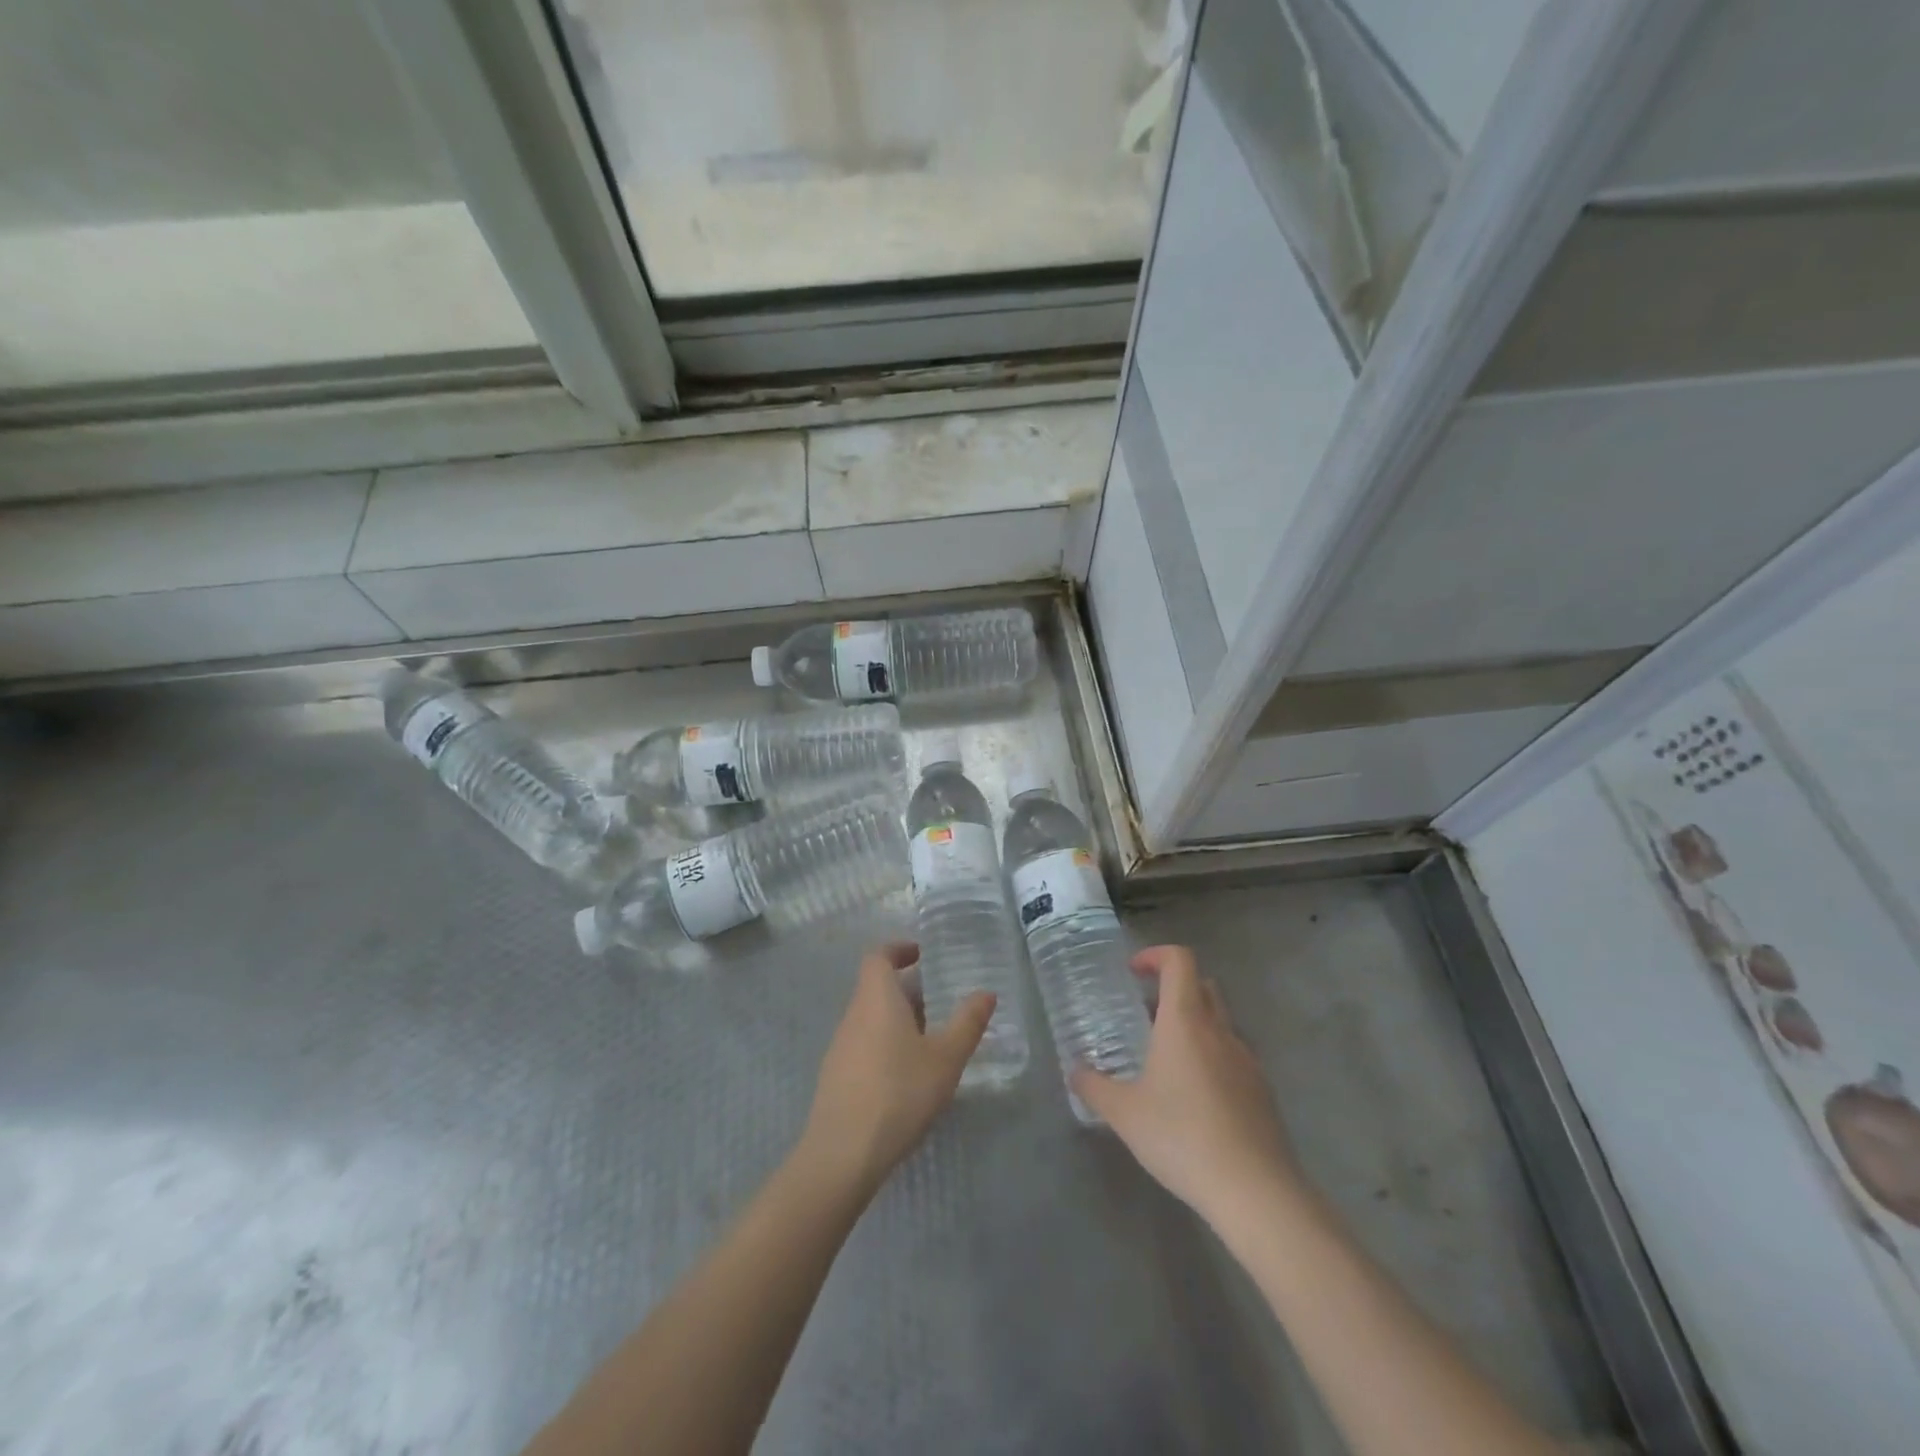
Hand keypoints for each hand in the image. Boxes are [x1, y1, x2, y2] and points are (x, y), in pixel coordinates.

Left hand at [798, 941, 994, 1198]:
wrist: (843, 1153)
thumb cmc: (899, 1092)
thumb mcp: (945, 1058)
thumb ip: (967, 1022)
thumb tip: (986, 992)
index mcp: (877, 998)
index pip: (879, 956)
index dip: (898, 949)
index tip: (922, 953)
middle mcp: (854, 1015)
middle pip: (876, 987)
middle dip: (908, 989)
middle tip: (941, 1001)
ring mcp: (840, 1047)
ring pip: (871, 1018)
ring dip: (898, 1018)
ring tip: (932, 1039)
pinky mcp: (836, 1076)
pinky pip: (865, 1044)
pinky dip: (887, 1044)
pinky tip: (908, 1074)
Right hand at [1073, 945, 1299, 1227]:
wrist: (1255, 1190)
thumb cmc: (1181, 1137)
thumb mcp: (1124, 1114)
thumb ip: (1094, 1087)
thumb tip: (1075, 1072)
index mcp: (1185, 1021)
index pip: (1179, 961)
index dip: (1156, 955)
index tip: (1132, 972)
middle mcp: (1219, 1030)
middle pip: (1202, 985)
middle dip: (1173, 988)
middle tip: (1145, 1013)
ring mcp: (1246, 1059)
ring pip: (1220, 1021)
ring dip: (1194, 1024)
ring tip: (1165, 1059)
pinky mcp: (1262, 1090)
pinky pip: (1233, 1055)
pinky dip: (1211, 1057)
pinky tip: (1194, 1097)